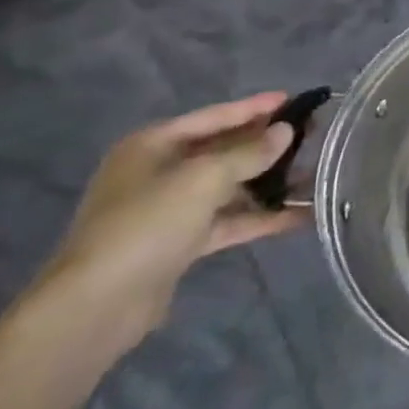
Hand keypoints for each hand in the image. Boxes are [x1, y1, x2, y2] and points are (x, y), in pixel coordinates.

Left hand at [38, 93, 300, 350]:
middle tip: (311, 134)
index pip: (214, 116)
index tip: (294, 99)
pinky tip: (299, 216)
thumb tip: (285, 131)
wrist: (94, 309)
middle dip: (266, 145)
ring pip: (228, 187)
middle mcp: (159, 172)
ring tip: (314, 174)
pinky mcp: (178, 245)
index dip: (254, 107)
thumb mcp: (204, 178)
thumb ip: (249, 152)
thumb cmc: (146, 223)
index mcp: (154, 145)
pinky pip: (226, 221)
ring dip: (268, 183)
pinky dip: (258, 217)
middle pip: (223, 150)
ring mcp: (168, 210)